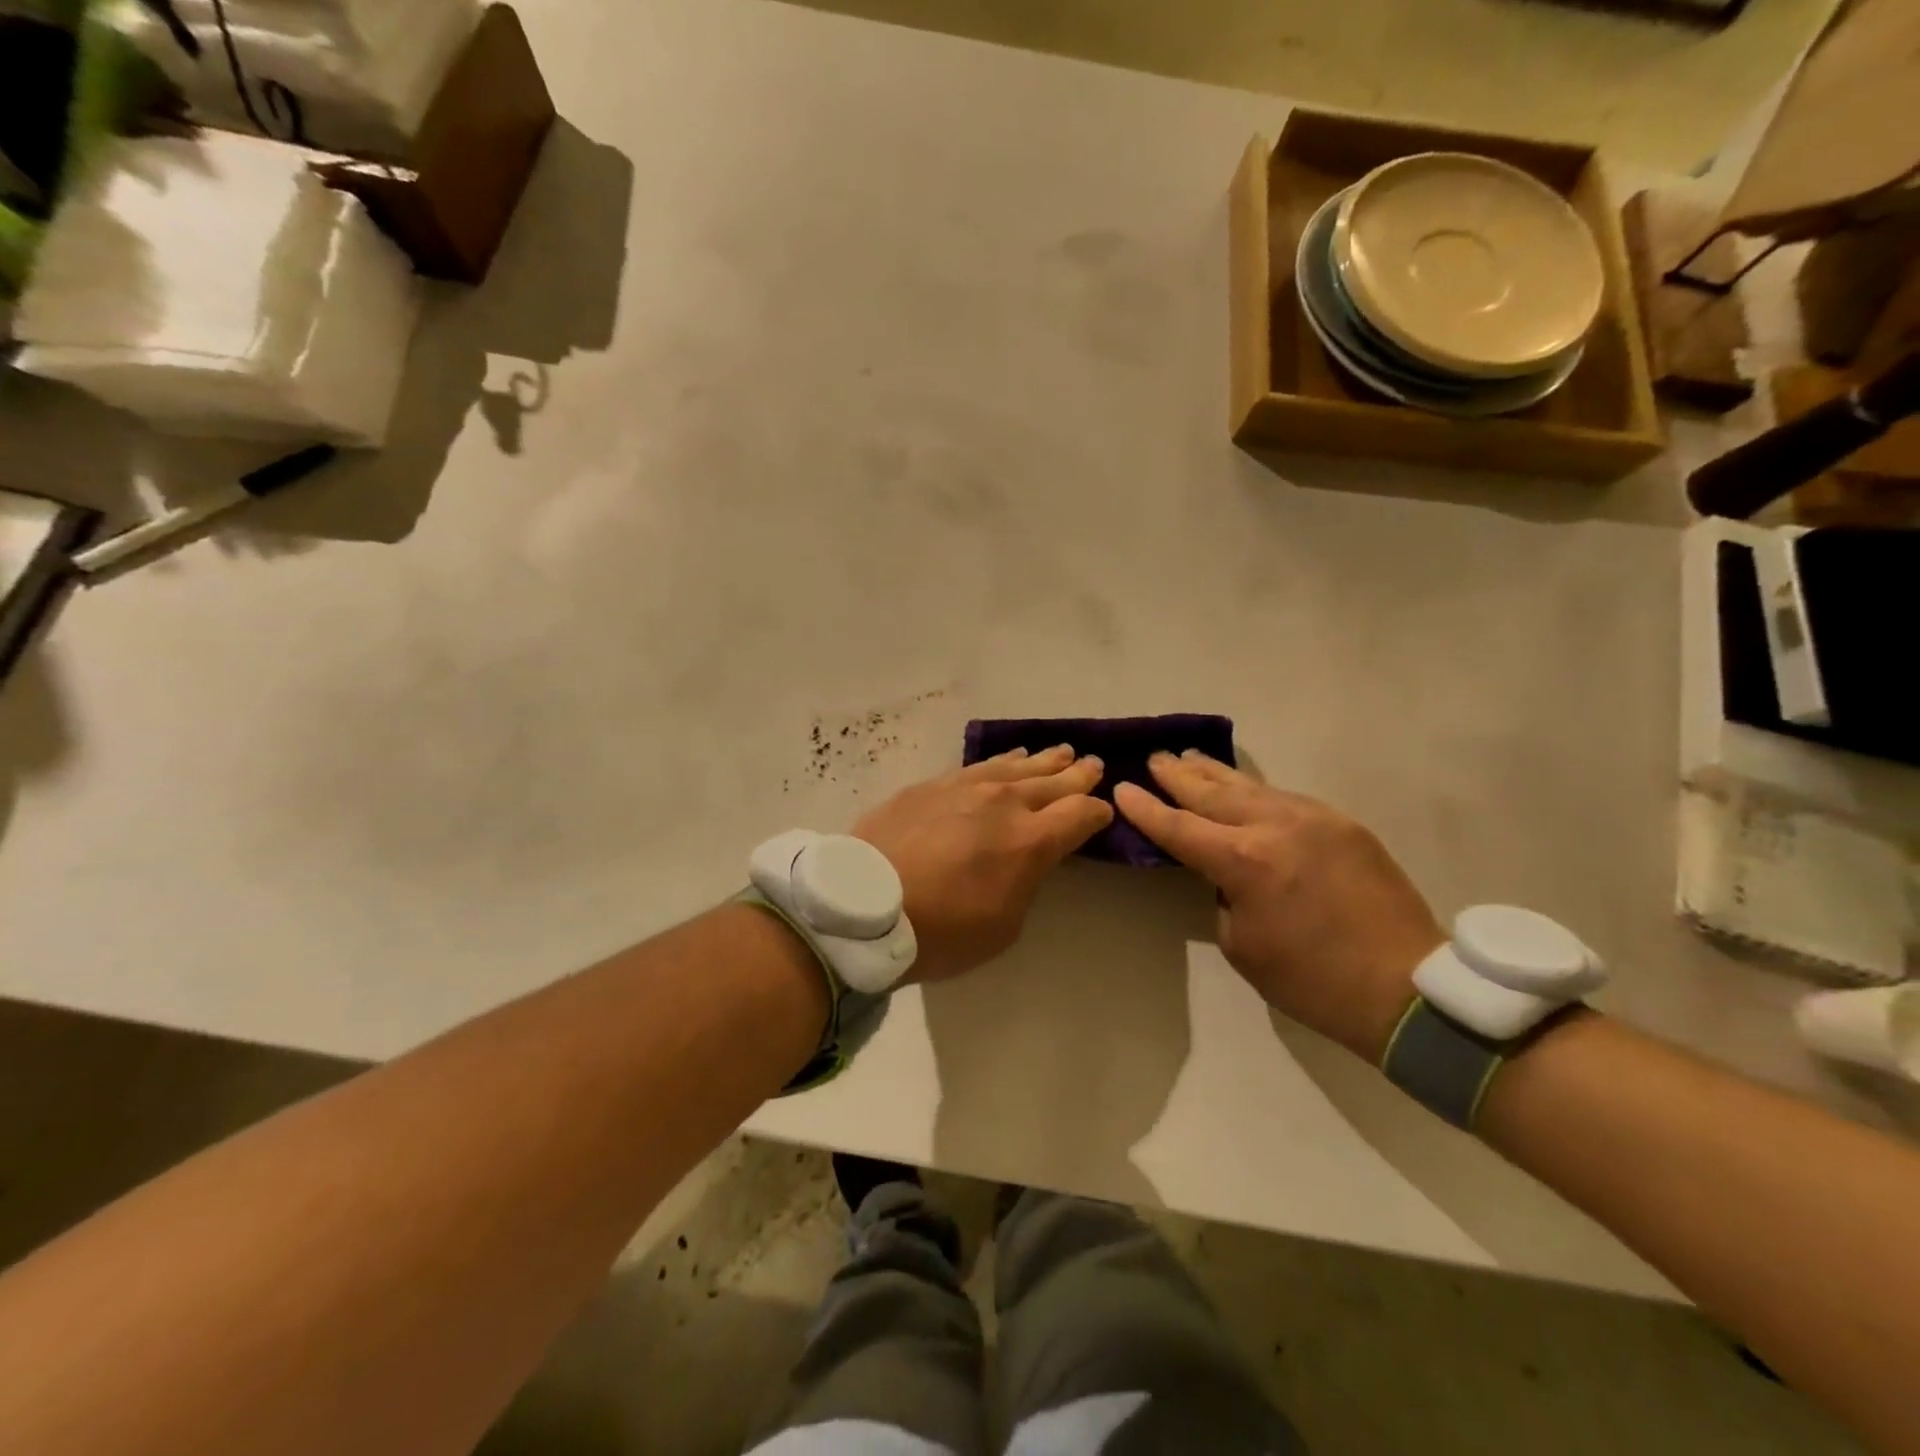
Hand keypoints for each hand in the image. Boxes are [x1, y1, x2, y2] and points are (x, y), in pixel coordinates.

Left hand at [855, 745, 1112, 983]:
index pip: (1081, 814)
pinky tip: (1007, 759)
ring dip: (1043, 761)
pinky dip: (1001, 762)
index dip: (1097, 812)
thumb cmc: (941, 930)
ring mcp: (966, 787)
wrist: (865, 904)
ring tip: (1059, 753)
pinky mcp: (932, 785)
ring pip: (1016, 766)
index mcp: (1031, 841)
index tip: (1103, 812)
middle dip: (1077, 775)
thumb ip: (1024, 882)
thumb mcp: (1003, 926)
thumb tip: (1025, 857)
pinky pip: (978, 766)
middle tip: (1092, 764)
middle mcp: (1004, 803)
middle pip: (1053, 781)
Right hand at [1114, 752, 1442, 1059]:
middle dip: (1177, 776)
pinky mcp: (1343, 824)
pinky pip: (1286, 798)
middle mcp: (1275, 827)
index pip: (1179, 827)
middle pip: (1212, 793)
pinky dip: (1255, 791)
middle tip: (1155, 758)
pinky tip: (1244, 789)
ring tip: (1190, 756)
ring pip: (1251, 786)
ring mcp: (1314, 819)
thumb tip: (1226, 872)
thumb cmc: (1312, 980)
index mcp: (1244, 862)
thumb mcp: (1243, 945)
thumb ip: (1224, 895)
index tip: (1122, 788)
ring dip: (1215, 773)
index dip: (1145, 808)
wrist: (1406, 987)